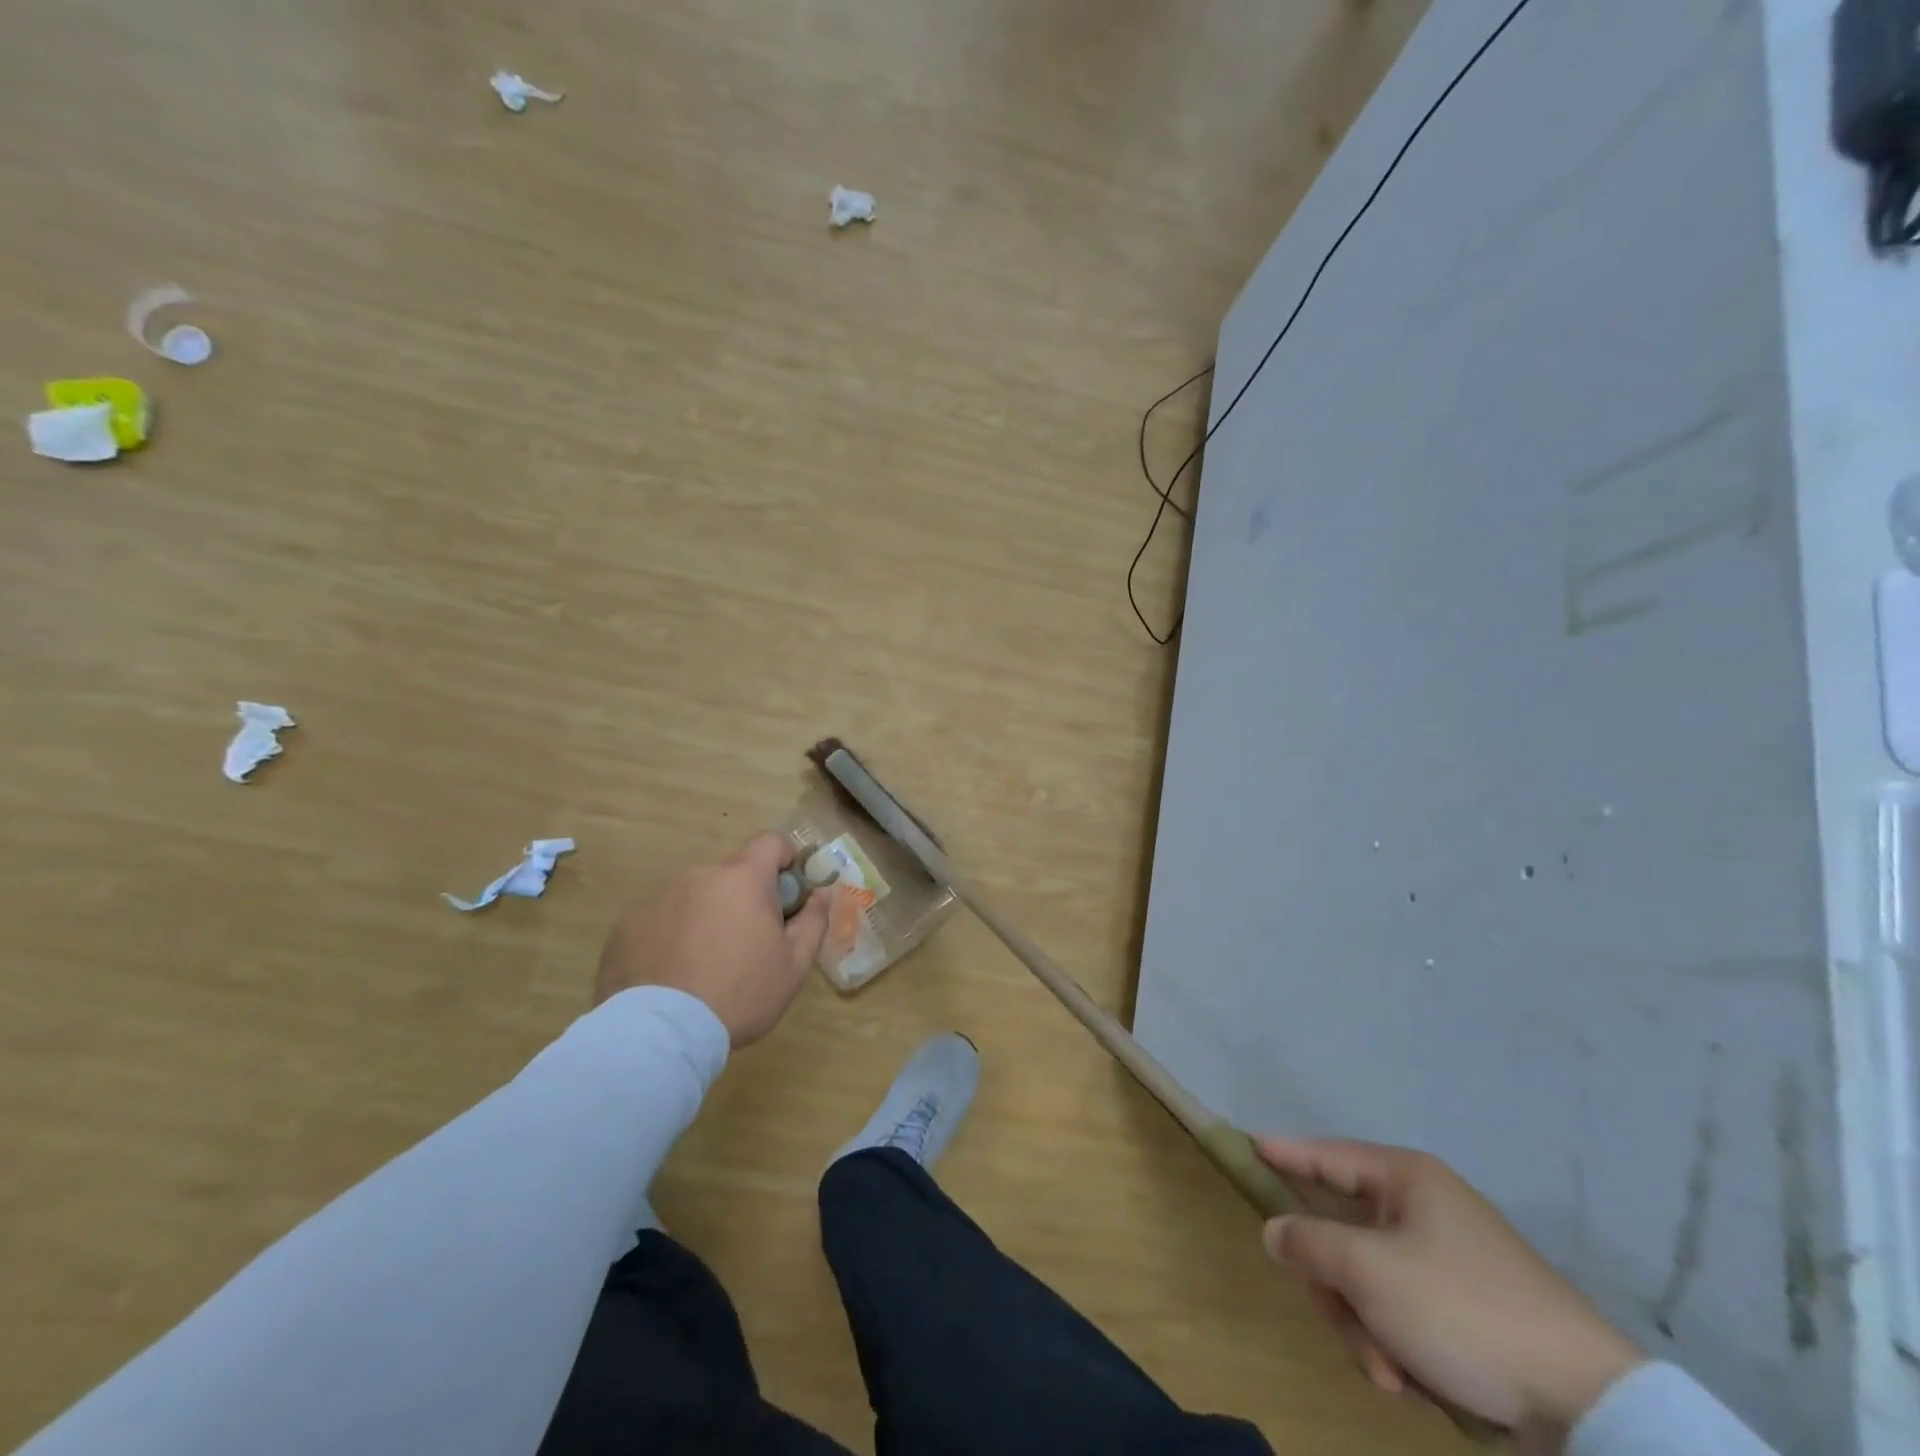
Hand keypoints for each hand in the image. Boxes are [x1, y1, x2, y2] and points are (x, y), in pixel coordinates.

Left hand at [594, 831, 829, 1046]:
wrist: (661, 1033)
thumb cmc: (740, 993)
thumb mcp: (794, 965)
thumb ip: (814, 921)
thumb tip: (821, 894)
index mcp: (743, 877)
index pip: (771, 841)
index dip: (785, 860)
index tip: (786, 894)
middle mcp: (700, 874)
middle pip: (732, 873)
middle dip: (744, 898)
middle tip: (748, 943)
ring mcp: (659, 897)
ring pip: (696, 896)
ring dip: (707, 916)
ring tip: (705, 966)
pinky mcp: (627, 924)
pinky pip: (662, 919)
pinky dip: (672, 936)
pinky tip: (673, 974)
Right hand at [1258, 1138, 1640, 1450]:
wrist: (1587, 1404)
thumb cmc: (1462, 1310)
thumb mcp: (1369, 1272)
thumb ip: (1308, 1243)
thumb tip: (1275, 1229)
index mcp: (1405, 1179)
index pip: (1325, 1154)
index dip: (1283, 1153)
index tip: (1245, 1145)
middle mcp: (1424, 1207)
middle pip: (1342, 1231)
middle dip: (1336, 1287)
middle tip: (1340, 1321)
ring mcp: (1447, 1258)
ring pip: (1368, 1279)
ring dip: (1366, 1327)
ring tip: (1390, 1373)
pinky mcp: (1467, 1307)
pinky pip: (1402, 1310)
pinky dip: (1398, 1345)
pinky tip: (1413, 1381)